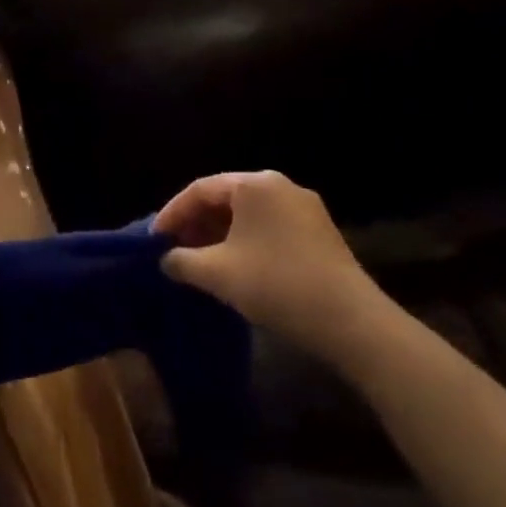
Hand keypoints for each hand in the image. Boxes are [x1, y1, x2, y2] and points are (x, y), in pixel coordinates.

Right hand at [155, 172, 389, 362]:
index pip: (198, 190)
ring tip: (201, 259)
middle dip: (195, 223)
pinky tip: (236, 266)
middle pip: (224, 197)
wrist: (351, 321)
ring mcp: (305, 208)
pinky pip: (269, 226)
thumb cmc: (275, 284)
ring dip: (219, 233)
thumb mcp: (216, 273)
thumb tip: (166, 260)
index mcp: (253, 184)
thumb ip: (181, 261)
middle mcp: (280, 186)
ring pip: (247, 213)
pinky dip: (245, 240)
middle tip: (174, 249)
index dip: (171, 214)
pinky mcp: (320, 232)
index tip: (154, 240)